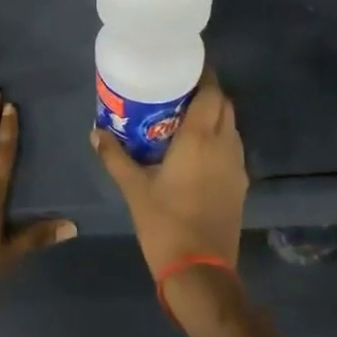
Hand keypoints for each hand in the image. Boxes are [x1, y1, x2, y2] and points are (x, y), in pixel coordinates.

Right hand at [91, 69, 246, 276]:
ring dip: (215, 115)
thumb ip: (115, 156)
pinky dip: (220, 138)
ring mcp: (236, 166)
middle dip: (208, 92)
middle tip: (180, 90)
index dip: (204, 74)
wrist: (200, 271)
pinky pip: (233, 148)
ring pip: (232, 126)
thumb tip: (95, 132)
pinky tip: (198, 149)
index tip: (186, 65)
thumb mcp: (134, 189)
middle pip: (224, 105)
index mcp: (200, 139)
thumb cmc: (165, 223)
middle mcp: (224, 145)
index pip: (211, 93)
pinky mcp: (240, 185)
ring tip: (187, 116)